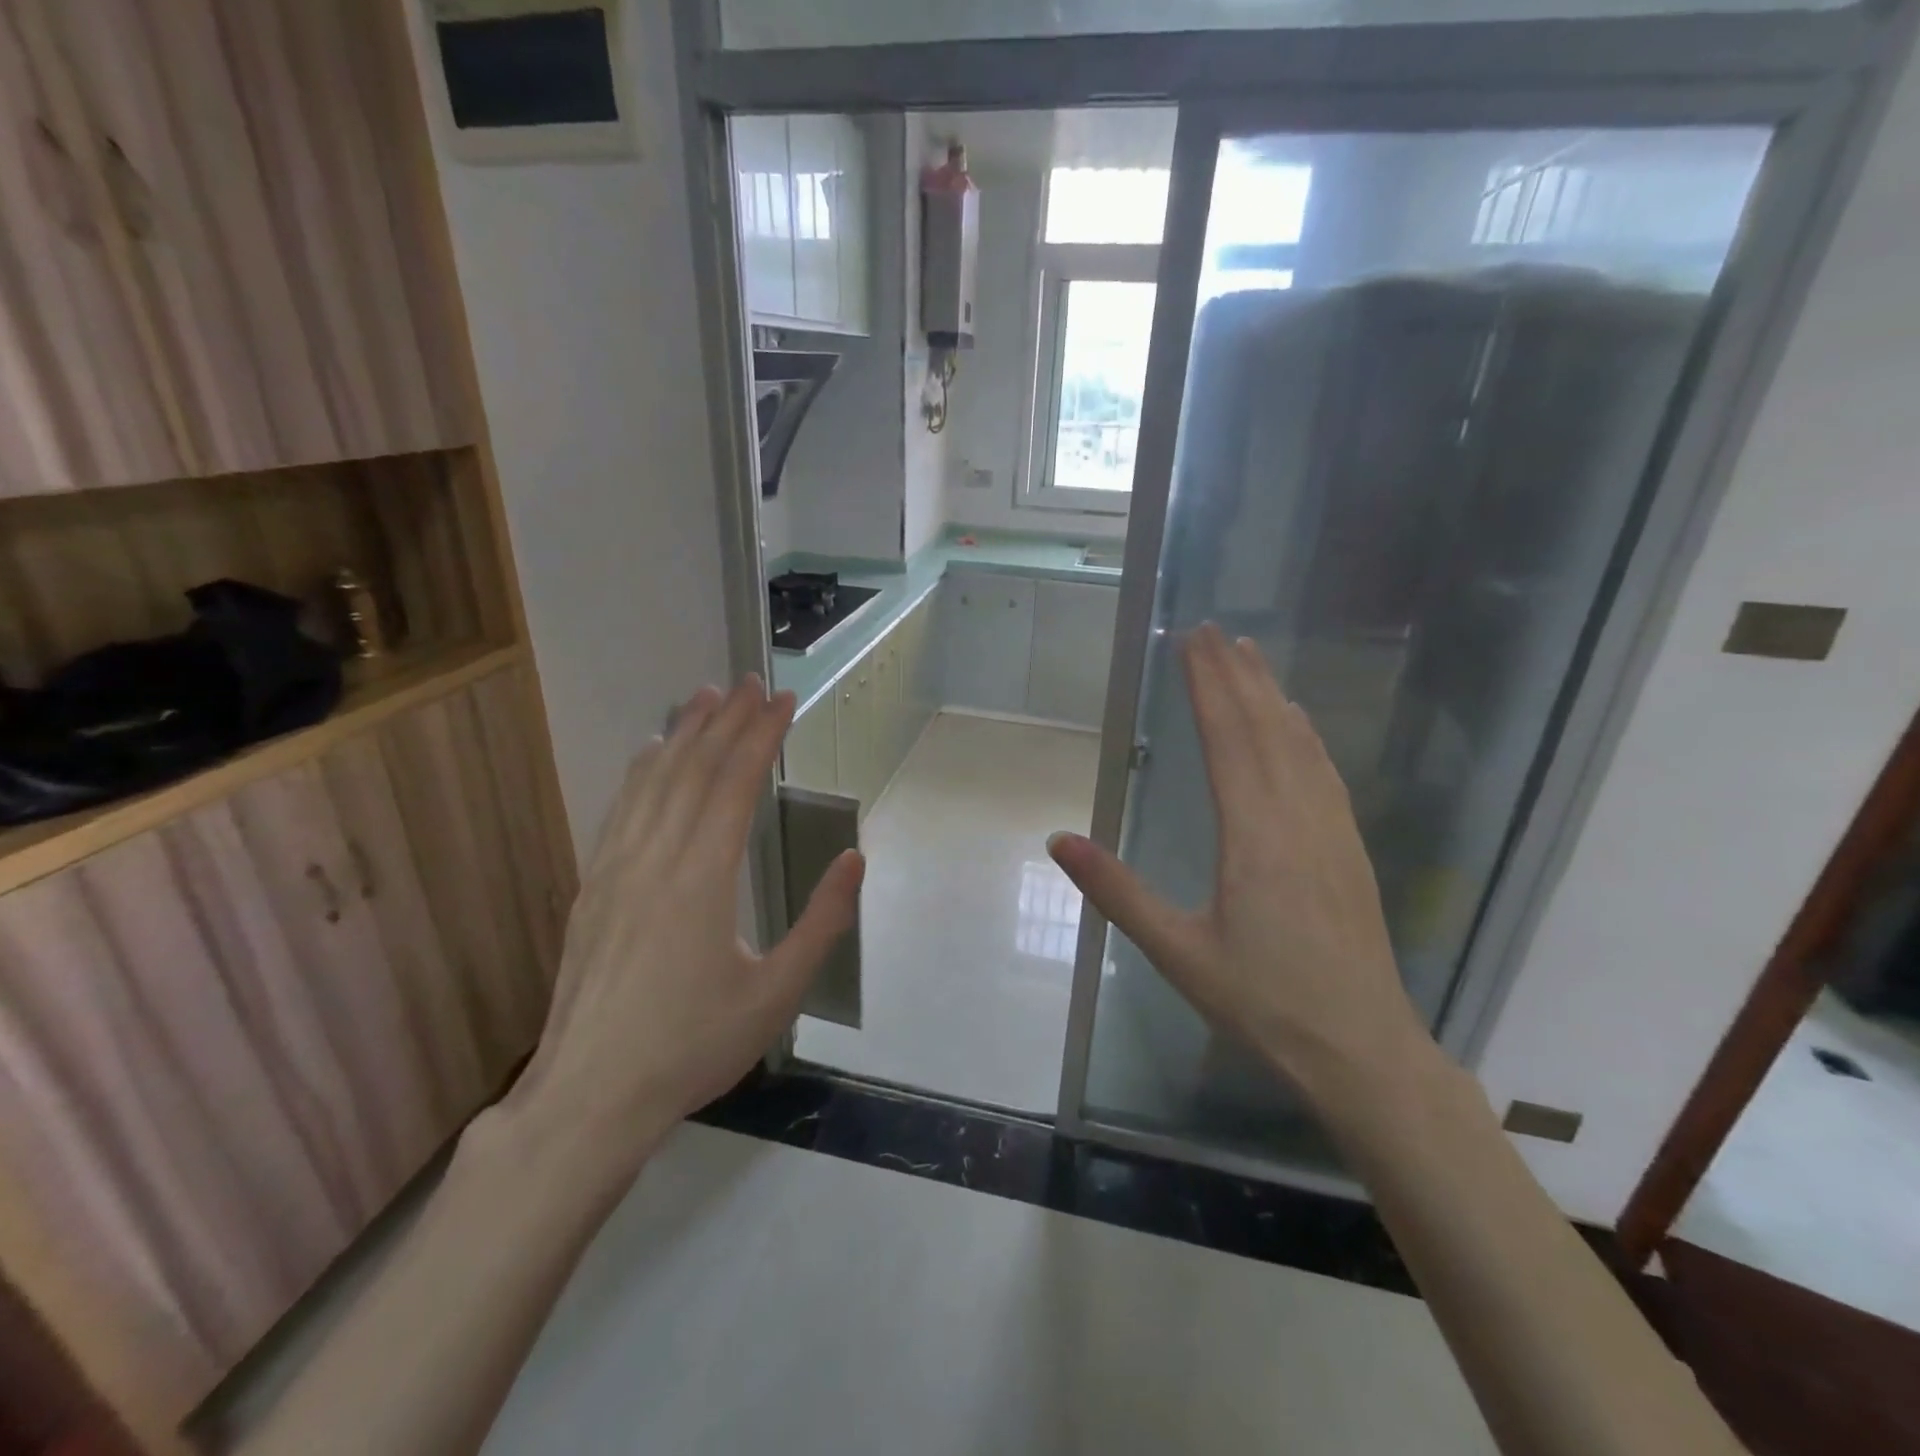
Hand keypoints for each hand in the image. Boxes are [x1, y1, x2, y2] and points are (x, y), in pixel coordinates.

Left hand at [496, 677, 863, 1178]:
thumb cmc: (693, 1047)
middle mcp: (656, 857)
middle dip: (726, 720)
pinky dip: (642, 770)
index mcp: (703, 877)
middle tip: (751, 683)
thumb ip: (822, 922)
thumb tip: (856, 859)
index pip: (736, 783)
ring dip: (682, 733)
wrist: (589, 1096)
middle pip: (694, 768)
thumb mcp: (777, 994)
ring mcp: (616, 869)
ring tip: (704, 696)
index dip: (762, 735)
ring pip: (652, 780)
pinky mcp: (593, 886)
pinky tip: (649, 753)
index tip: (785, 700)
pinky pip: (621, 808)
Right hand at [1047, 624, 1426, 1102]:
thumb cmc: (1263, 1002)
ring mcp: (1331, 830)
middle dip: (1236, 674)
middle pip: (1265, 727)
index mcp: (1253, 834)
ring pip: (1300, 743)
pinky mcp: (1350, 848)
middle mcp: (1296, 816)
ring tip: (1252, 656)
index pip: (1229, 738)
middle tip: (1213, 629)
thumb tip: (1057, 838)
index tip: (1191, 641)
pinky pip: (1324, 771)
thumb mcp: (1176, 951)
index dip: (1208, 685)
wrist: (1362, 1050)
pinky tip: (1300, 724)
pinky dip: (1305, 734)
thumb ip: (1116, 891)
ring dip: (1272, 694)